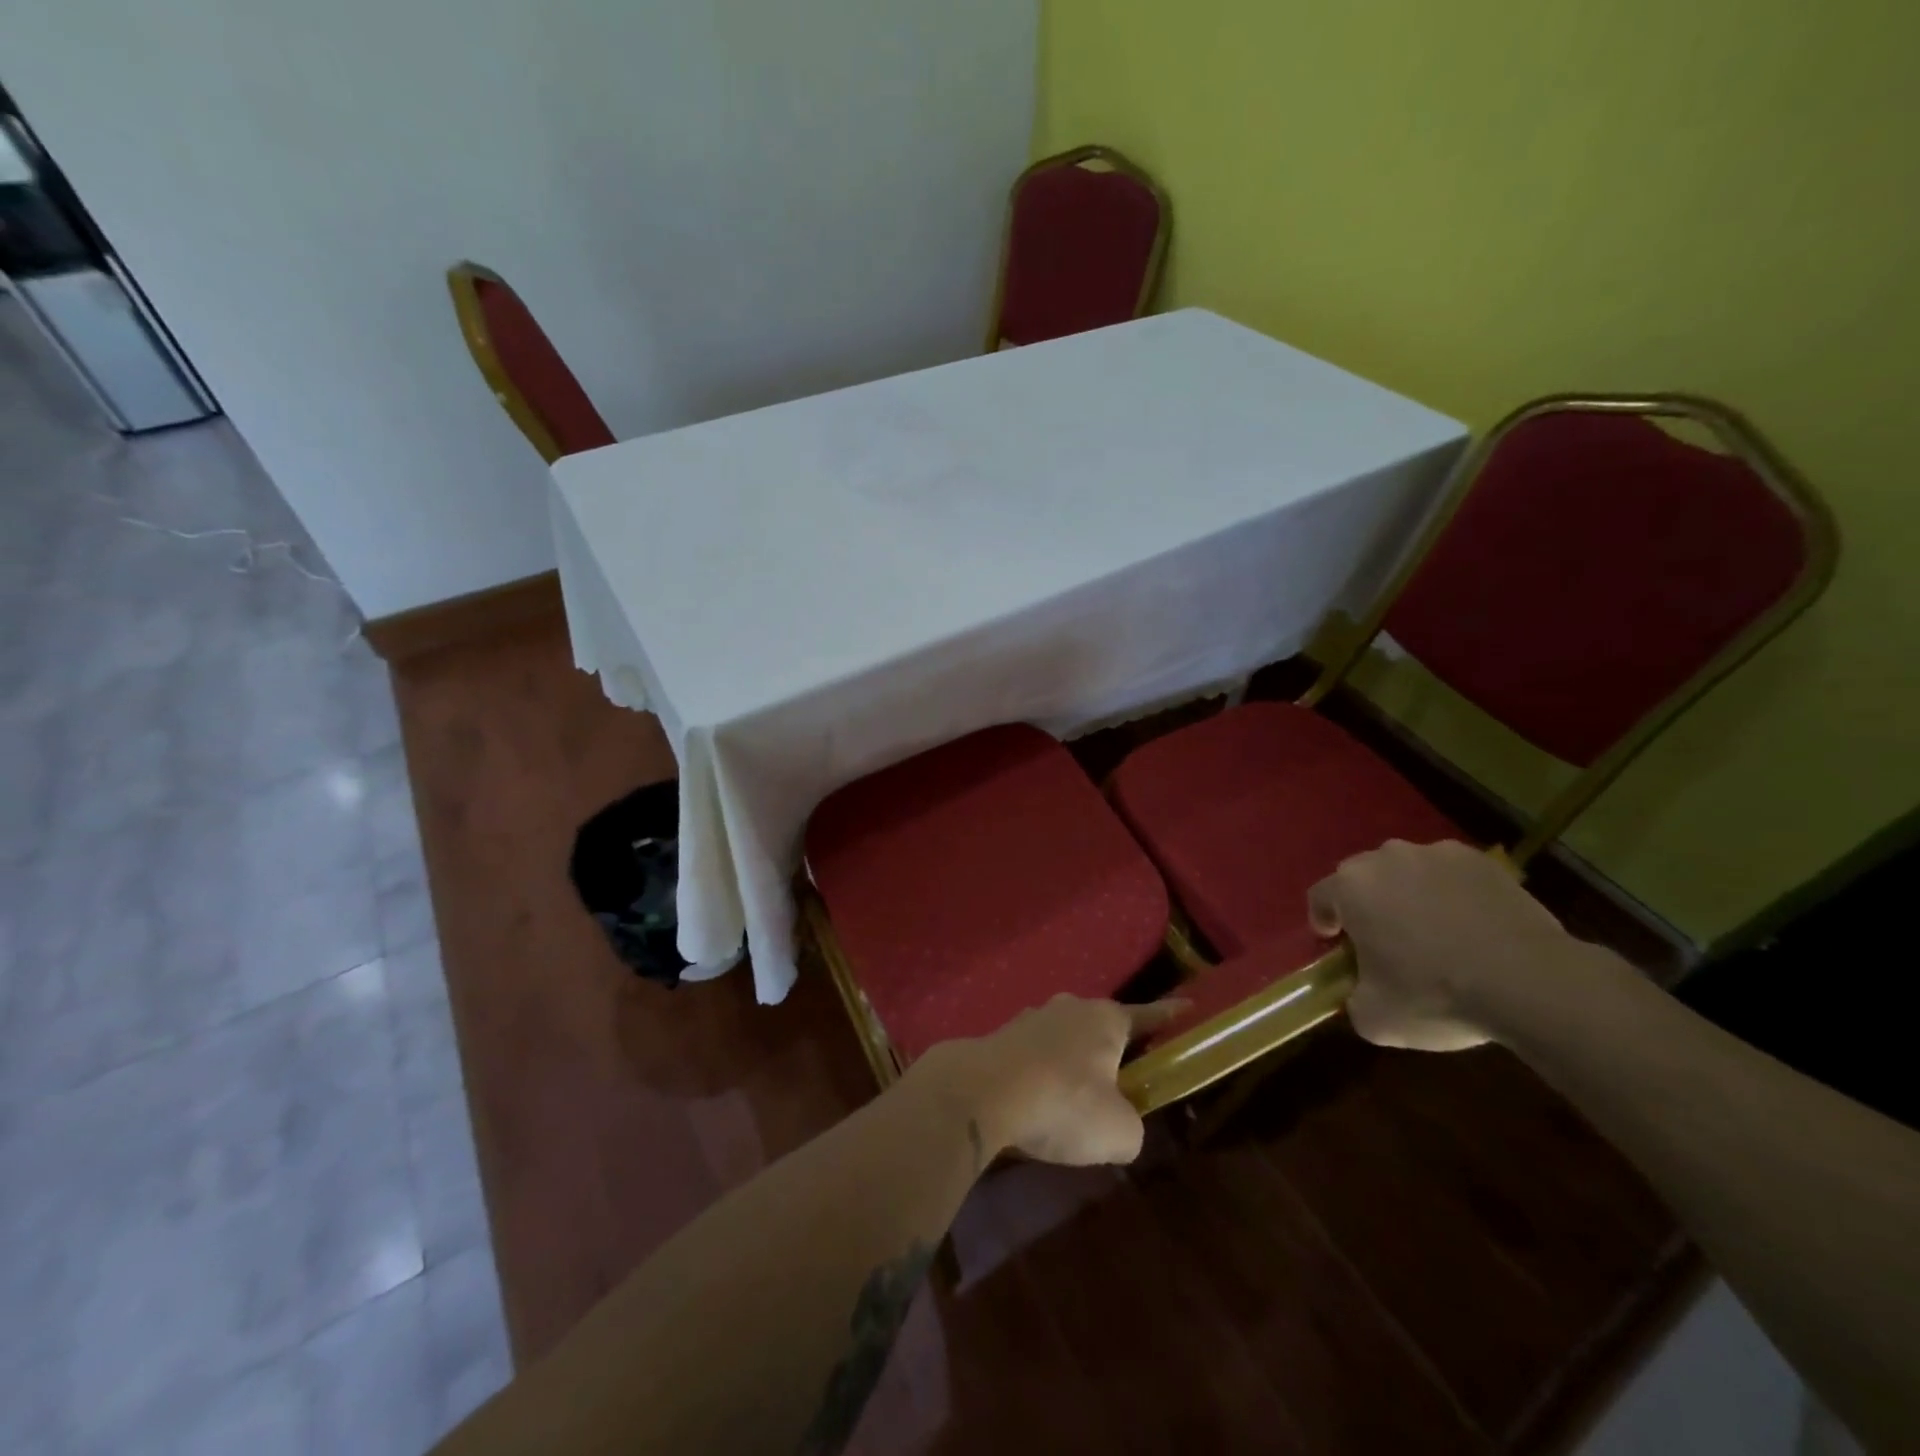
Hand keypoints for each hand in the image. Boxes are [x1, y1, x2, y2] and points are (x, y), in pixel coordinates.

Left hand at [912, 996, 1184, 1166]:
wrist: (984, 1091)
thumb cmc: (1064, 1103)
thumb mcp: (1119, 1132)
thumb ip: (1131, 1127)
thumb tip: (1119, 1126)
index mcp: (1106, 1020)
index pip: (1147, 1015)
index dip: (1169, 1015)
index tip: (1187, 1006)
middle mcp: (1070, 1008)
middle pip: (1100, 1027)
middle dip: (1111, 1051)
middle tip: (1120, 1083)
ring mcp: (1031, 1018)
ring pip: (1063, 1040)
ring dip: (1070, 1065)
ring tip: (1070, 1103)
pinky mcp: (1000, 1037)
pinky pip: (1033, 1056)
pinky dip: (1040, 1076)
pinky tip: (1035, 1105)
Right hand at [1308, 839, 1576, 1051]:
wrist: (1530, 982)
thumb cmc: (1436, 995)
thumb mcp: (1376, 1019)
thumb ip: (1353, 999)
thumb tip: (1360, 993)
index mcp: (1350, 887)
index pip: (1320, 897)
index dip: (1323, 921)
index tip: (1336, 945)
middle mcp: (1385, 858)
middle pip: (1362, 878)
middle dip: (1366, 904)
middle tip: (1384, 940)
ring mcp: (1436, 853)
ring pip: (1407, 871)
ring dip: (1409, 894)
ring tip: (1433, 931)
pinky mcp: (1482, 861)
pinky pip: (1450, 874)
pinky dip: (1451, 893)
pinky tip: (1470, 925)